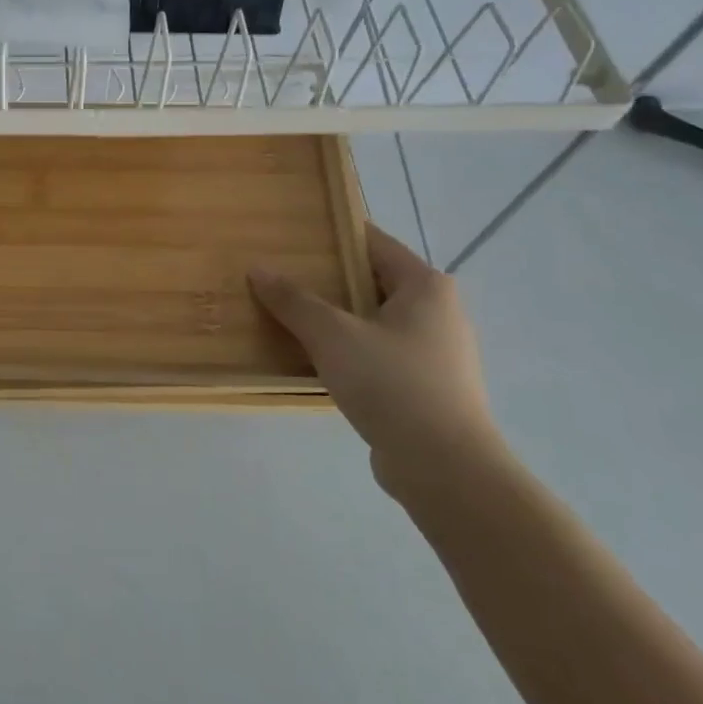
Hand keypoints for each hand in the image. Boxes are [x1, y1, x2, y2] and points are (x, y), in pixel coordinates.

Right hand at [250, 224, 509, 499]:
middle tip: (277, 275)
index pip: (372, 242)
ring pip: (372, 320)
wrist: (444, 468)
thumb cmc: (392, 384)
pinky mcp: (425, 386)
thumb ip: (294, 300)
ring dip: (333, 318)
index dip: (331, 235)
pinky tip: (312, 359)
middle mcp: (438, 311)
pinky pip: (376, 353)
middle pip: (370, 281)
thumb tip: (258, 268)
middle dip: (325, 279)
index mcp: (425, 286)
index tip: (290, 235)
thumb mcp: (333, 335)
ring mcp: (434, 352)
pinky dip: (346, 350)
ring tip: (286, 316)